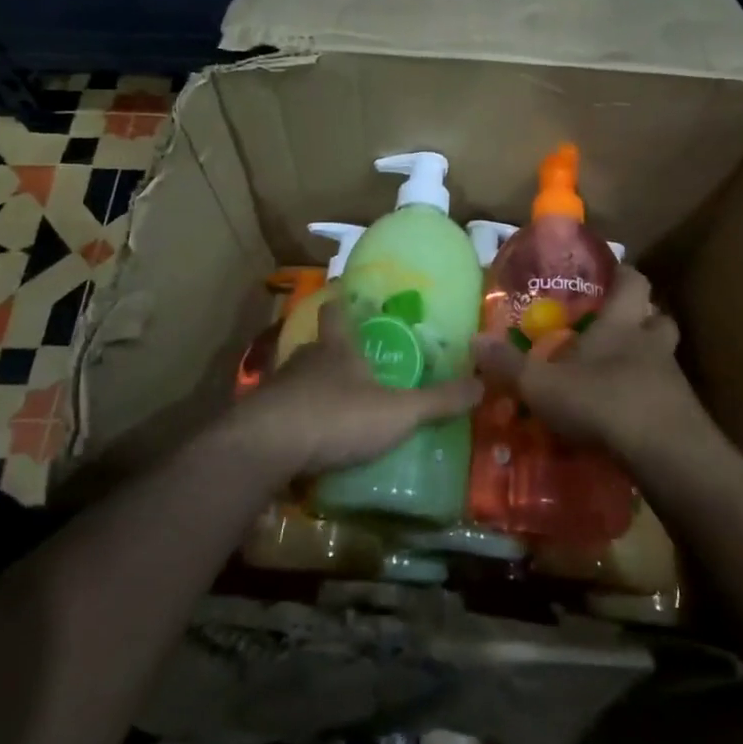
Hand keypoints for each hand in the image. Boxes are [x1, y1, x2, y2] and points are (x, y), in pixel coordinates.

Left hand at [232, 299, 480, 477]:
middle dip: (333, 353)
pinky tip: (306, 440)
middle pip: (318, 347)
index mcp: (337, 349)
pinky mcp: (259, 419)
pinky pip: (282, 413)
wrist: (265, 448)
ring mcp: (277, 389)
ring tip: (334, 406)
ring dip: (313, 389)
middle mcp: (304, 360)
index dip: (341, 303)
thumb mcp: (397, 412)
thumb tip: (484, 383)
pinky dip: (295, 421)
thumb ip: (438, 401)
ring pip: (298, 380)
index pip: (336, 313)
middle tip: (354, 365)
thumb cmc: (337, 417)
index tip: (343, 294)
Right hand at [472, 268, 707, 460]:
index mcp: (621, 324)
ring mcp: (672, 379)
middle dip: (642, 320)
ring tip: (619, 376)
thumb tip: (473, 340)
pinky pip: (666, 397)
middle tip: (616, 330)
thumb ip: (508, 365)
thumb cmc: (602, 401)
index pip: (633, 282)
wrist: (665, 454)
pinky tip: (628, 417)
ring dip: (647, 362)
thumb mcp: (542, 385)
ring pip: (664, 358)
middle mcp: (651, 344)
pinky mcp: (683, 415)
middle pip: (658, 319)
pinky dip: (649, 400)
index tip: (609, 276)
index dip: (623, 275)